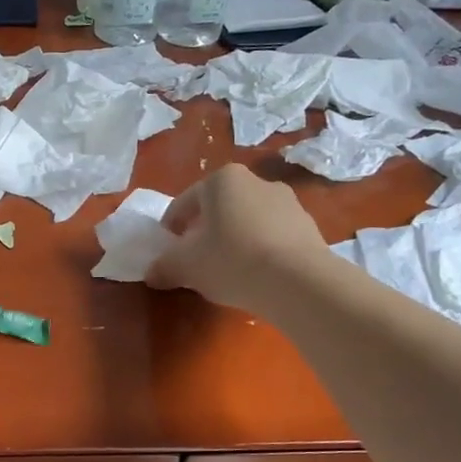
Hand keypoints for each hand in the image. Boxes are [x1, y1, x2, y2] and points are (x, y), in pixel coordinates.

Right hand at [144, 164, 327, 313]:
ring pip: (247, 220)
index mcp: (222, 180)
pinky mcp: (308, 226)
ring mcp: (288, 202)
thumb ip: (164, 266)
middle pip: (218, 208)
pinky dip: (260, 250)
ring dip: (234, 239)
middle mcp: (256, 181)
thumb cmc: (231, 260)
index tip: (167, 251)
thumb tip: (152, 273)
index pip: (184, 203)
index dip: (171, 228)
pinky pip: (272, 236)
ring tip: (228, 271)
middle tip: (196, 260)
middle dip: (205, 231)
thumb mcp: (186, 266)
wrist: (298, 281)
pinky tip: (256, 275)